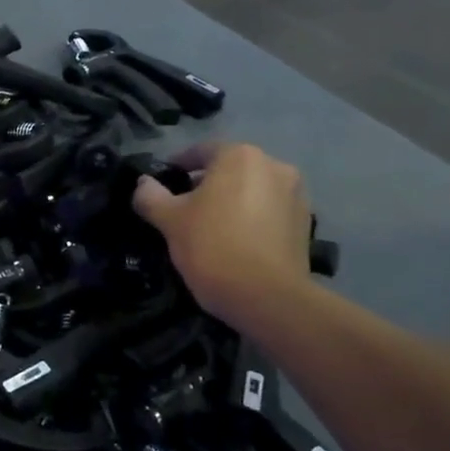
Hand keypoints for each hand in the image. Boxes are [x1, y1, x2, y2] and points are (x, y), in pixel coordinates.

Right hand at [132, 141, 313, 320]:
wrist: (269, 299)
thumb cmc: (213, 246)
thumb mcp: (170, 220)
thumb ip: (151, 196)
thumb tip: (143, 183)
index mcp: (240, 156)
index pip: (201, 151)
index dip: (178, 166)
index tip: (163, 185)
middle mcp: (274, 166)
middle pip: (230, 169)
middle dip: (207, 184)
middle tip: (184, 208)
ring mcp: (296, 196)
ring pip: (252, 190)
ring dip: (232, 201)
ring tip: (211, 227)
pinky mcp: (306, 225)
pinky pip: (269, 212)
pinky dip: (252, 219)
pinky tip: (236, 242)